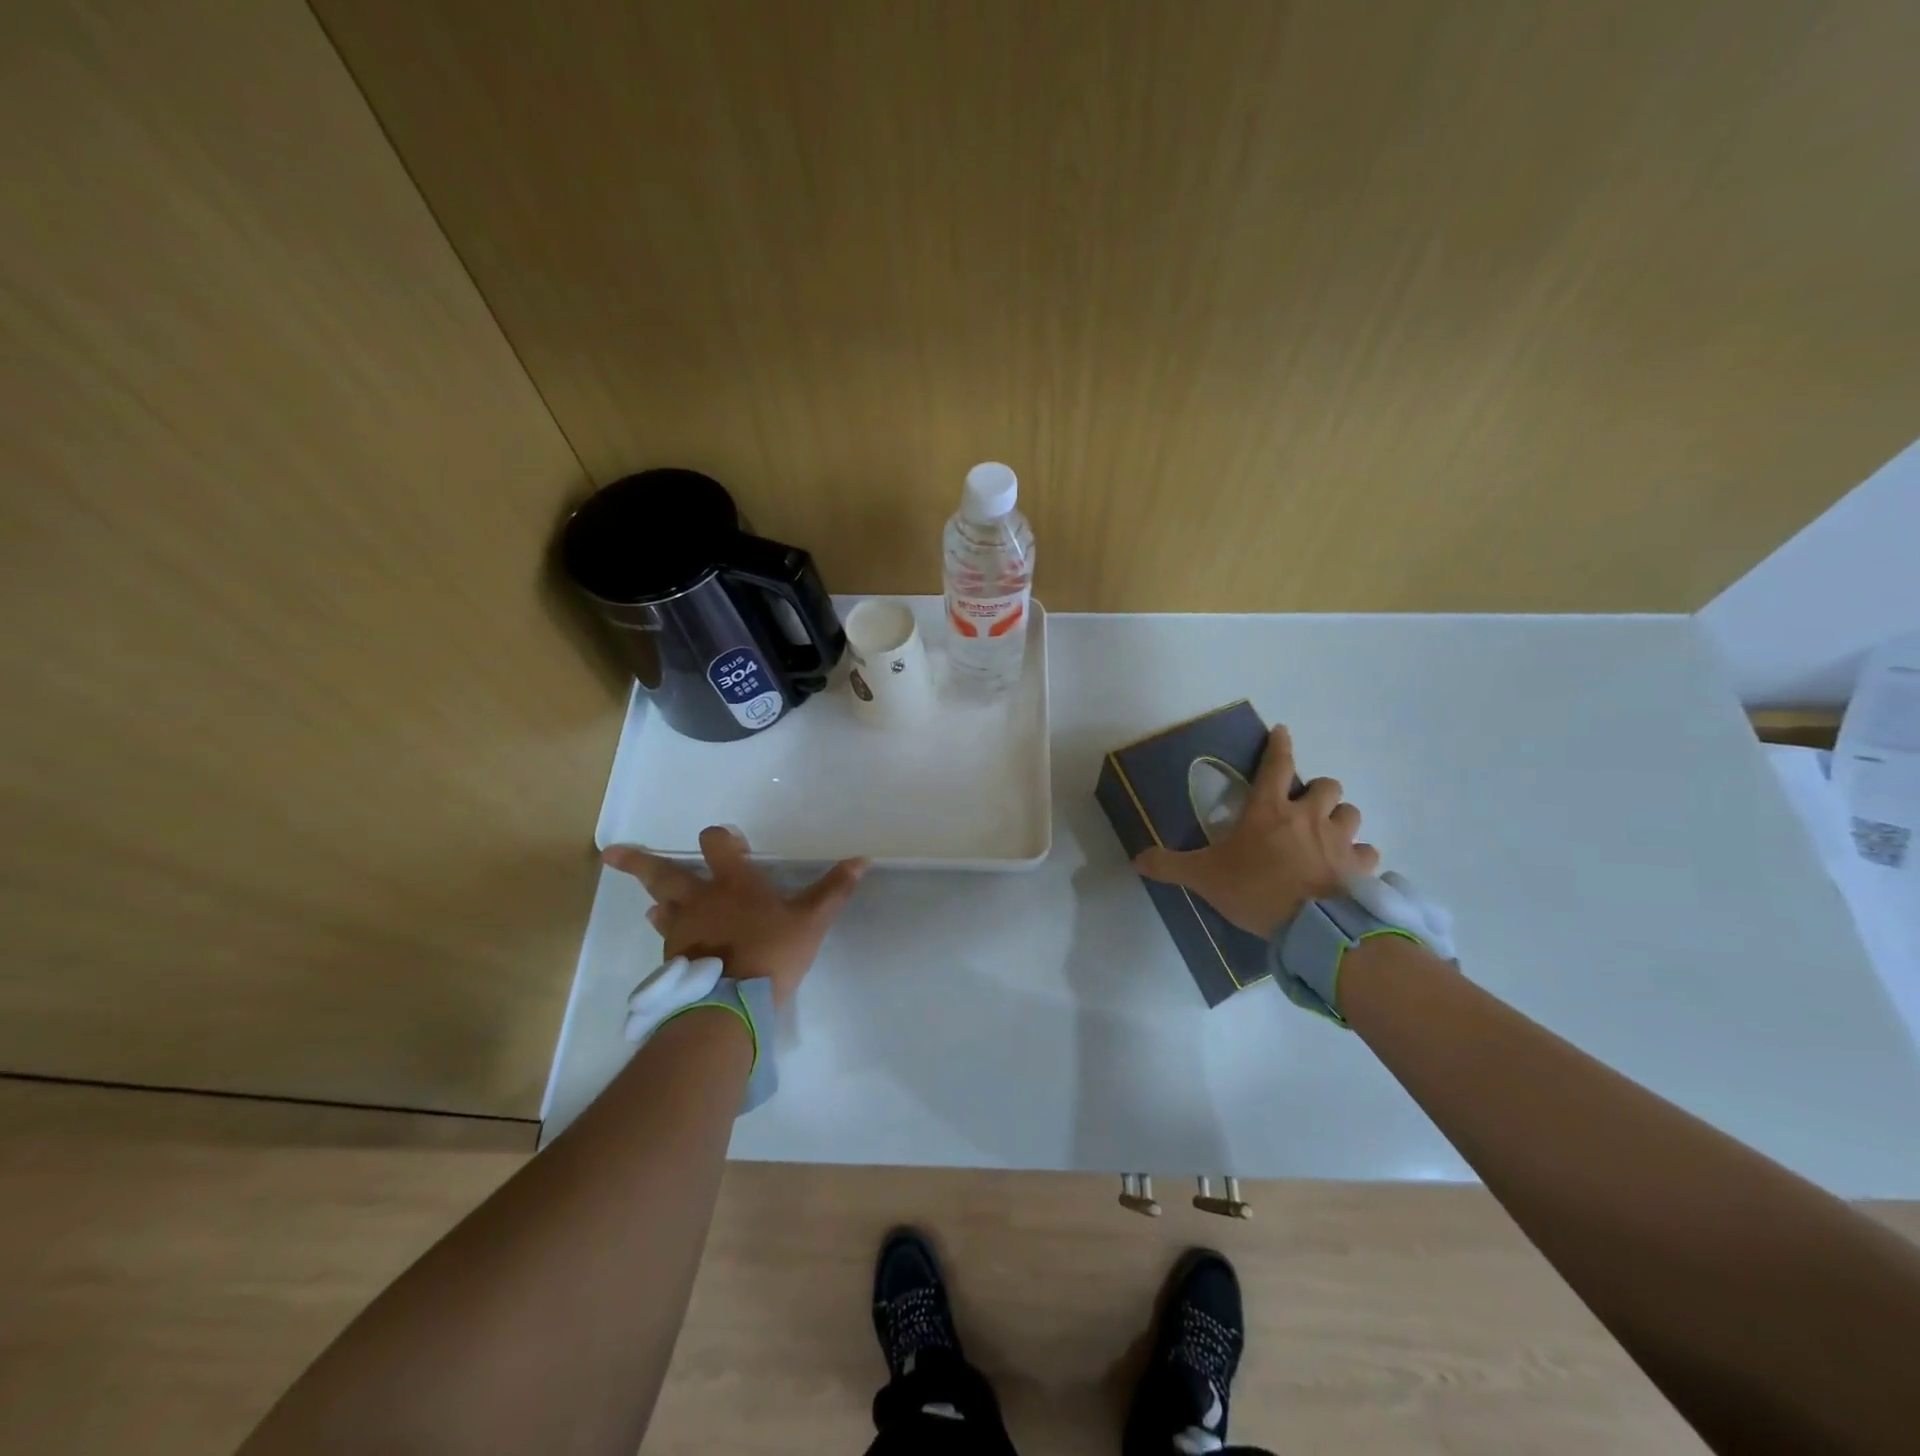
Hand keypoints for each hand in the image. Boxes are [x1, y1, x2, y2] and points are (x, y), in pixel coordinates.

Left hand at [602, 828, 867, 1007]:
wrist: (732, 1004)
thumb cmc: (773, 952)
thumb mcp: (811, 920)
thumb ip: (834, 889)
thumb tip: (863, 859)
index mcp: (733, 883)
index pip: (716, 843)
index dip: (720, 837)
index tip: (727, 841)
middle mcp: (700, 899)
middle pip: (662, 872)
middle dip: (637, 861)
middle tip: (610, 854)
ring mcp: (682, 930)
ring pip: (661, 906)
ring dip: (659, 899)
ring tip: (656, 903)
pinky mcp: (674, 959)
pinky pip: (667, 938)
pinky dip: (669, 932)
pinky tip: (674, 941)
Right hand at [1135, 724, 1379, 937]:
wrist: (1311, 926)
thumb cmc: (1255, 891)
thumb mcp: (1204, 878)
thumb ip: (1170, 866)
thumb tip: (1137, 859)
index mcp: (1269, 810)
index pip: (1277, 765)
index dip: (1280, 745)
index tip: (1282, 731)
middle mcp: (1308, 816)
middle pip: (1327, 785)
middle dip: (1319, 790)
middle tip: (1305, 806)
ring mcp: (1339, 840)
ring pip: (1351, 813)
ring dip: (1341, 819)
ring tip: (1329, 834)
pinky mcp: (1360, 866)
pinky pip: (1367, 852)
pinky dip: (1359, 856)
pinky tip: (1349, 867)